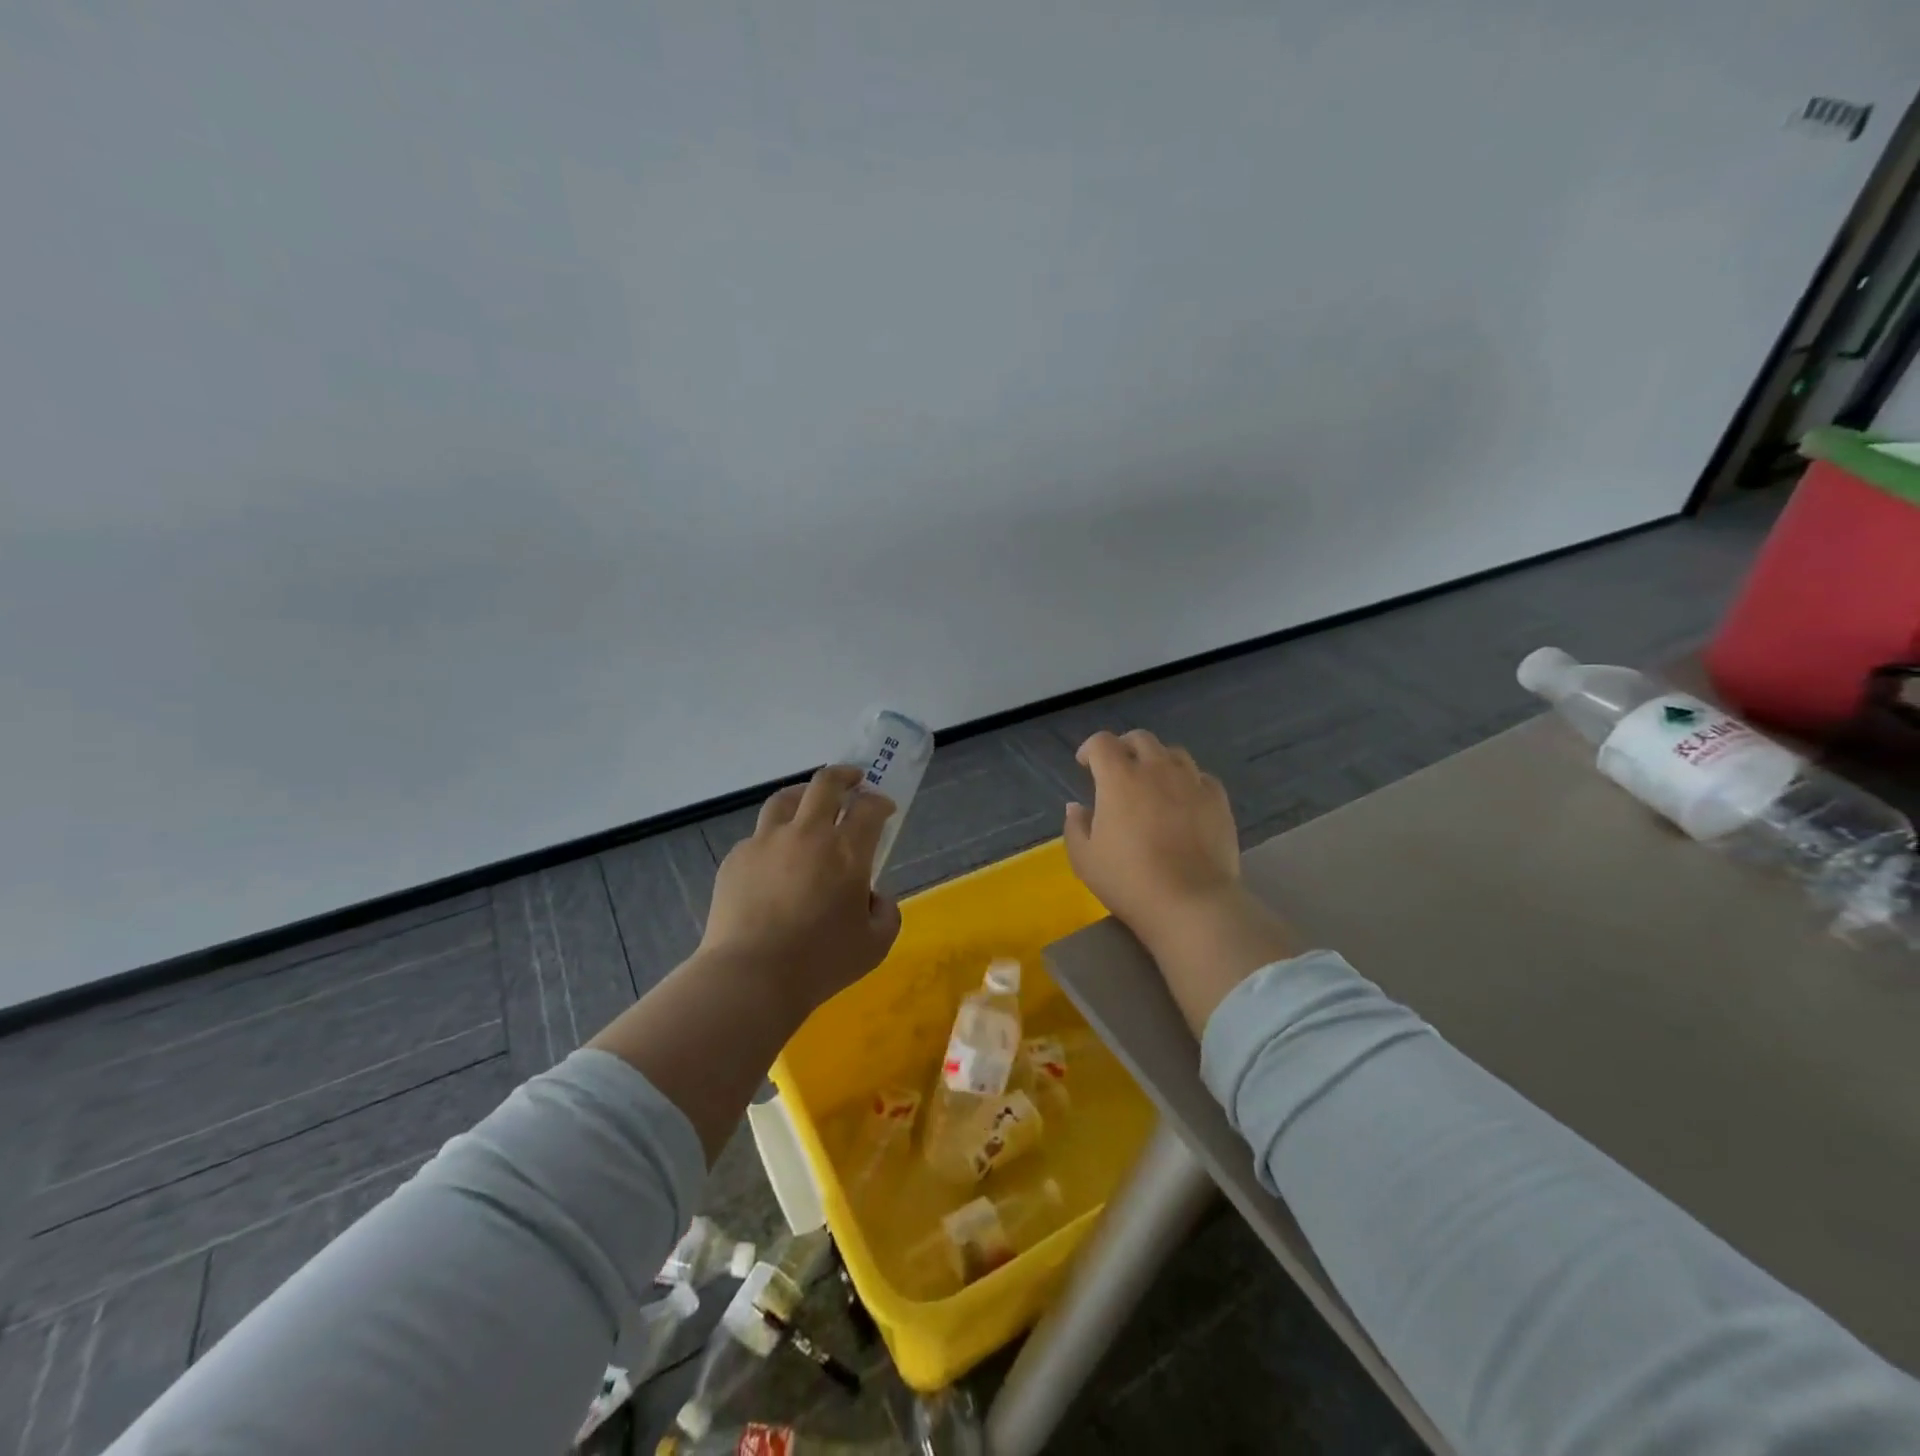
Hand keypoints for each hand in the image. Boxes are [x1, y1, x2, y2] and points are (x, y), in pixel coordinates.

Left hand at [700, 765, 902, 1012]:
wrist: (750, 976)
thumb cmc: (820, 962)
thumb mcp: (875, 945)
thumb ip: (886, 913)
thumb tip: (874, 897)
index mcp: (846, 851)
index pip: (869, 808)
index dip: (881, 802)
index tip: (885, 809)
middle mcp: (807, 834)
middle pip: (825, 783)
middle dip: (844, 775)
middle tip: (853, 781)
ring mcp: (766, 842)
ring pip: (785, 799)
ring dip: (804, 794)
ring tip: (809, 804)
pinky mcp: (737, 857)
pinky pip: (759, 836)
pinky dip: (774, 838)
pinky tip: (775, 861)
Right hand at [1064, 730, 1298, 1032]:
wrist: (1190, 902)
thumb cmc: (1129, 881)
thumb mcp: (1085, 859)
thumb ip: (1075, 827)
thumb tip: (1076, 807)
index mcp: (1119, 778)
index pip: (1102, 743)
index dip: (1090, 749)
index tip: (1085, 764)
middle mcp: (1156, 769)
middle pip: (1140, 739)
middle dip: (1124, 747)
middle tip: (1118, 768)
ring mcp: (1191, 782)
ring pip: (1174, 753)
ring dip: (1158, 760)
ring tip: (1153, 781)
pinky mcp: (1218, 800)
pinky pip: (1201, 777)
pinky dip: (1188, 781)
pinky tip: (1184, 800)